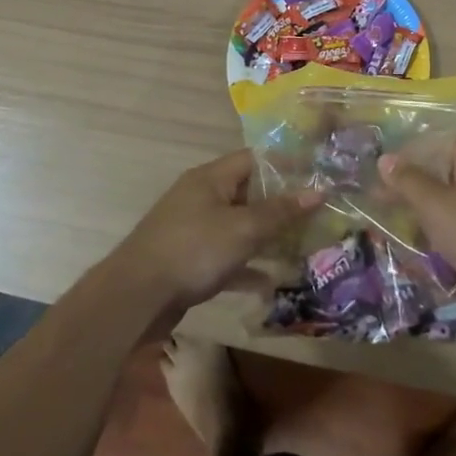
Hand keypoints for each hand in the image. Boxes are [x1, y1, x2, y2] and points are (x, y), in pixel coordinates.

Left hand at [110, 150, 323, 319]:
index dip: (285, 164)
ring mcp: (193, 229)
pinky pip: (226, 257)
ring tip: (300, 246)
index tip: (315, 175)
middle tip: (315, 214)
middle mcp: (201, 196)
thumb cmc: (194, 249)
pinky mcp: (189, 260)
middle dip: (280, 205)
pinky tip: (270, 283)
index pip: (254, 158)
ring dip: (266, 237)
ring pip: (238, 227)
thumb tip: (318, 191)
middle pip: (248, 193)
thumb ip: (280, 211)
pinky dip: (246, 267)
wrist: (136, 297)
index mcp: (211, 177)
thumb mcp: (243, 229)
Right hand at [380, 141, 455, 291]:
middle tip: (393, 211)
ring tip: (414, 238)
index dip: (411, 160)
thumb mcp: (436, 206)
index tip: (387, 179)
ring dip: (440, 219)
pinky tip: (446, 255)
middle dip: (422, 194)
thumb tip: (385, 158)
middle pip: (450, 177)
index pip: (438, 147)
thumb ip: (408, 182)